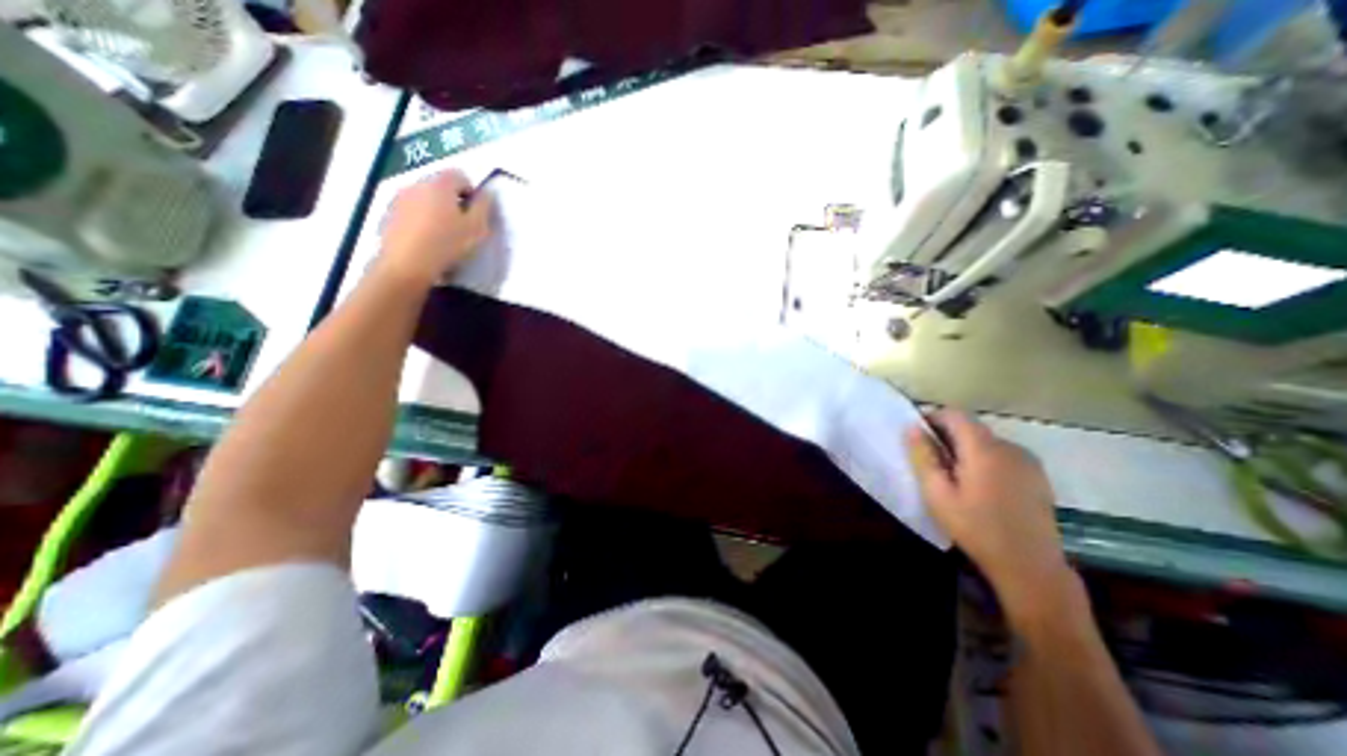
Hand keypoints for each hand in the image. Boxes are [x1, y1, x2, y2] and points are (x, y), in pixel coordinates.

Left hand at [376, 169, 492, 286]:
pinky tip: (427, 241)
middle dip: (453, 201)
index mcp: (440, 184)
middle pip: (440, 185)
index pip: (459, 175)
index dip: (472, 192)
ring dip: (436, 210)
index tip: (476, 214)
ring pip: (425, 198)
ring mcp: (399, 198)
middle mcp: (417, 184)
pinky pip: (411, 211)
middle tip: (463, 226)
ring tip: (444, 235)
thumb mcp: (477, 228)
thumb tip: (486, 193)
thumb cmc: (448, 244)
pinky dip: (421, 220)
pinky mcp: (389, 214)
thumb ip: (484, 207)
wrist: (407, 264)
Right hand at [909, 410, 1081, 629]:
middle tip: (931, 459)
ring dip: (966, 447)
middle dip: (947, 435)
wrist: (1031, 566)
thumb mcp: (937, 494)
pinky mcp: (1037, 475)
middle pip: (971, 426)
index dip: (933, 418)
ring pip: (987, 440)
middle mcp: (1009, 447)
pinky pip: (1002, 453)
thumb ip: (923, 457)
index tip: (918, 436)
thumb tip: (911, 428)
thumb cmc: (975, 528)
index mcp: (984, 450)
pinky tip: (980, 485)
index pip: (955, 414)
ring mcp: (1027, 461)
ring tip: (954, 474)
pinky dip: (984, 458)